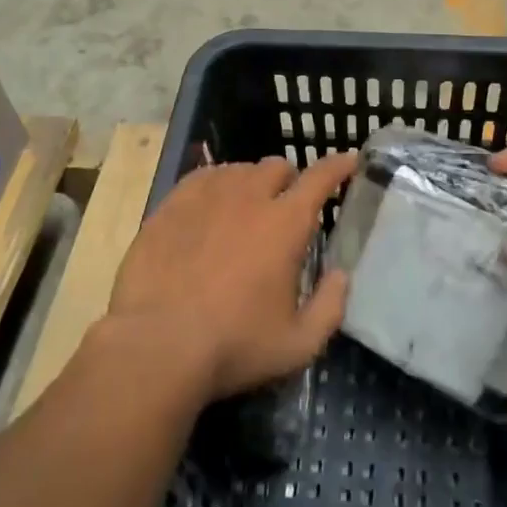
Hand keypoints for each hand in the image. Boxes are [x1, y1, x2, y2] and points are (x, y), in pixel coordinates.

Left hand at [106, 153, 357, 403]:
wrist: (156, 346)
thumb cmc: (233, 346)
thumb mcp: (298, 344)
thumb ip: (330, 307)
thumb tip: (341, 276)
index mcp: (285, 223)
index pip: (320, 178)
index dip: (339, 165)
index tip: (350, 160)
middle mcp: (249, 197)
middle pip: (277, 167)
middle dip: (288, 181)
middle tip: (284, 209)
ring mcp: (206, 196)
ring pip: (238, 170)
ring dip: (251, 184)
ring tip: (244, 211)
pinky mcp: (171, 204)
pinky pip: (201, 178)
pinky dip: (215, 186)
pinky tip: (209, 209)